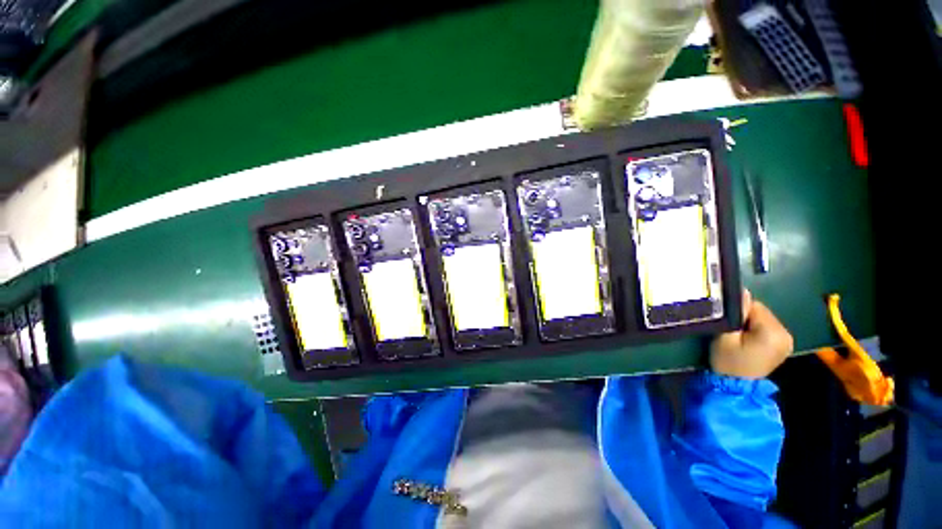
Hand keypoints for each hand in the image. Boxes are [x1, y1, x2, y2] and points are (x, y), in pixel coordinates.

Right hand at [710, 290, 793, 379]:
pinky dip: (756, 330)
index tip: (727, 323)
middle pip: (761, 312)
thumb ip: (735, 314)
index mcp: (773, 332)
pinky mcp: (783, 345)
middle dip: (745, 317)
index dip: (737, 311)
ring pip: (764, 319)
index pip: (754, 306)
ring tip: (738, 336)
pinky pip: (768, 328)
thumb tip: (742, 292)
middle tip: (731, 331)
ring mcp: (787, 341)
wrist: (735, 386)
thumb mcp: (725, 335)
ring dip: (750, 323)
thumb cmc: (728, 361)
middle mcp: (786, 334)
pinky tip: (747, 340)